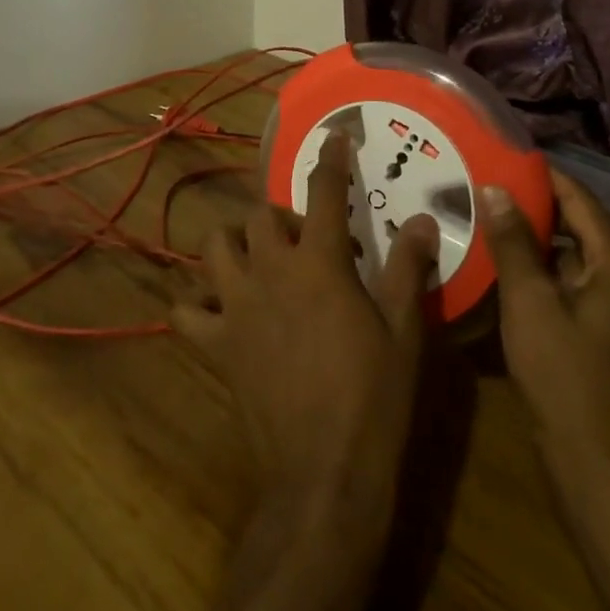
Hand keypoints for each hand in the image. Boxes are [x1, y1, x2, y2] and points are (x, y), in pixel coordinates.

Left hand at [174, 133, 439, 531]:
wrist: (325, 474)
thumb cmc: (374, 398)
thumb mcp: (404, 332)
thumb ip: (409, 269)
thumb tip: (424, 220)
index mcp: (318, 263)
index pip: (324, 193)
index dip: (331, 160)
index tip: (334, 136)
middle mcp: (269, 271)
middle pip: (259, 214)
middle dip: (281, 216)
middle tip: (305, 241)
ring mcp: (235, 307)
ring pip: (214, 248)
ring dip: (233, 244)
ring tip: (256, 261)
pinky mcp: (214, 345)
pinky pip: (185, 312)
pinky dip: (195, 305)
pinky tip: (215, 311)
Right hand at [479, 168, 609, 491]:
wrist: (596, 460)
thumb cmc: (563, 372)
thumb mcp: (529, 300)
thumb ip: (513, 241)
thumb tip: (496, 188)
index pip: (579, 199)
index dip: (541, 176)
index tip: (501, 156)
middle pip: (579, 225)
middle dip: (534, 206)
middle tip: (486, 186)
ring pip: (573, 255)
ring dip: (535, 238)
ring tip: (489, 218)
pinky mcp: (607, 329)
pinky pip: (572, 281)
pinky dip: (543, 268)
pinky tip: (504, 264)